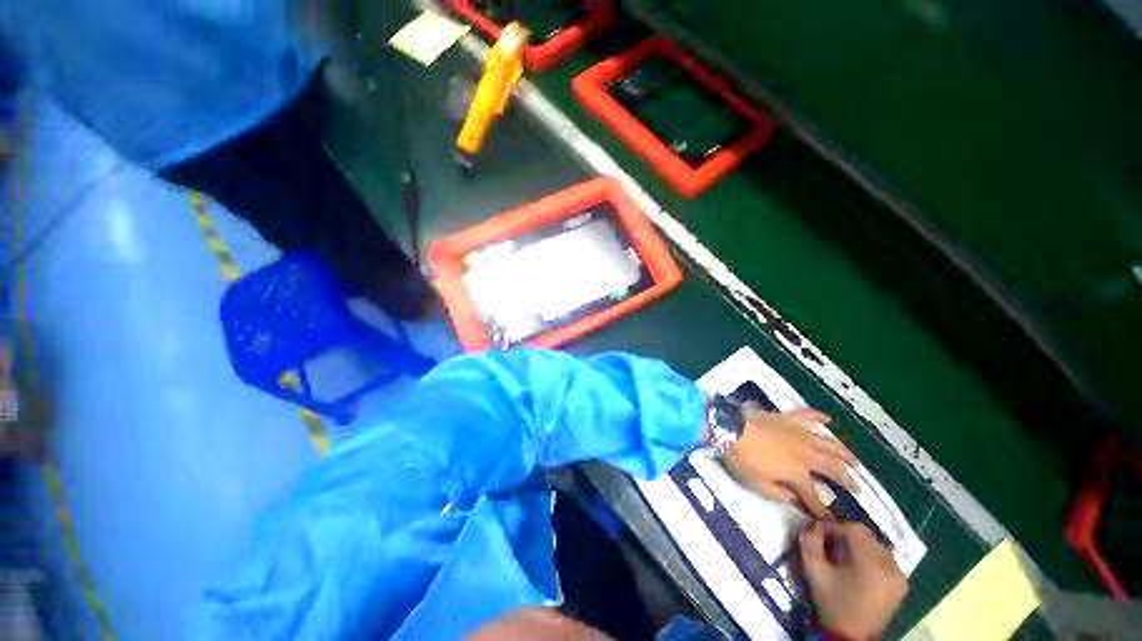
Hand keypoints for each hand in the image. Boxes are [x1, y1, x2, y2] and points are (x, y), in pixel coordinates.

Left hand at [722, 408, 855, 515]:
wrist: (731, 428)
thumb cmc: (743, 458)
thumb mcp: (758, 484)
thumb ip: (779, 495)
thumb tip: (796, 502)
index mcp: (797, 474)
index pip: (814, 496)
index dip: (822, 509)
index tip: (831, 519)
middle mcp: (806, 454)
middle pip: (832, 468)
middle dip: (847, 480)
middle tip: (858, 487)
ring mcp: (800, 434)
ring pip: (828, 444)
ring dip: (843, 453)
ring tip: (855, 461)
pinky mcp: (788, 418)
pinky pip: (808, 415)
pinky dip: (818, 416)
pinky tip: (828, 419)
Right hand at [800, 521, 906, 639]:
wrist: (852, 637)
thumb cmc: (832, 604)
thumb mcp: (814, 572)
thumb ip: (810, 544)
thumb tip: (813, 526)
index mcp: (872, 564)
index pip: (855, 529)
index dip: (835, 527)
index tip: (820, 533)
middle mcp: (891, 567)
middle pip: (867, 536)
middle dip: (846, 536)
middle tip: (829, 544)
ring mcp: (900, 576)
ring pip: (876, 546)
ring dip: (858, 546)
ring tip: (842, 556)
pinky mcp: (901, 585)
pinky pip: (885, 559)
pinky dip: (869, 557)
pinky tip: (857, 567)